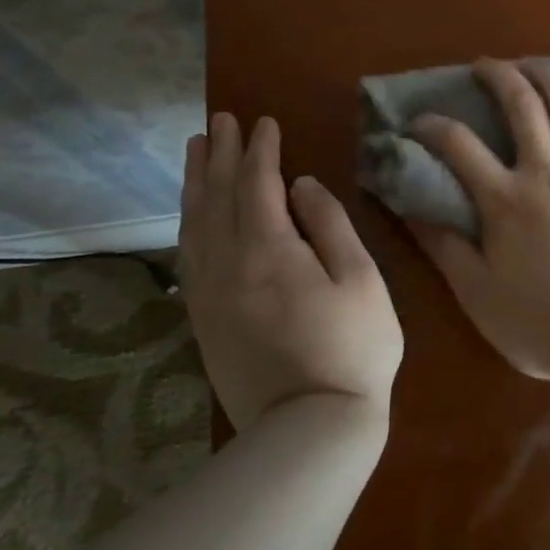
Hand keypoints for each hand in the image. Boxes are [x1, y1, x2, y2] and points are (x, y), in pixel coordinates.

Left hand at [180, 114, 402, 430]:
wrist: (309, 429)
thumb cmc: (352, 349)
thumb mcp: (361, 280)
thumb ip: (330, 225)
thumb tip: (301, 186)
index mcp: (268, 249)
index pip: (258, 183)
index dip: (261, 149)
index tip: (264, 122)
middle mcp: (227, 264)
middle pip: (218, 195)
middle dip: (221, 153)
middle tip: (220, 120)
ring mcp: (209, 294)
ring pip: (194, 223)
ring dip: (196, 182)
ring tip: (197, 151)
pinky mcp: (203, 320)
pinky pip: (187, 257)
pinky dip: (188, 224)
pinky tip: (191, 215)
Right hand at [408, 59, 549, 379]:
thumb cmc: (542, 324)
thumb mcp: (477, 294)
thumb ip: (444, 248)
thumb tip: (410, 210)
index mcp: (506, 200)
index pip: (458, 145)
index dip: (432, 125)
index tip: (418, 121)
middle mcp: (547, 174)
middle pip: (523, 106)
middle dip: (500, 75)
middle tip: (485, 64)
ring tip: (536, 68)